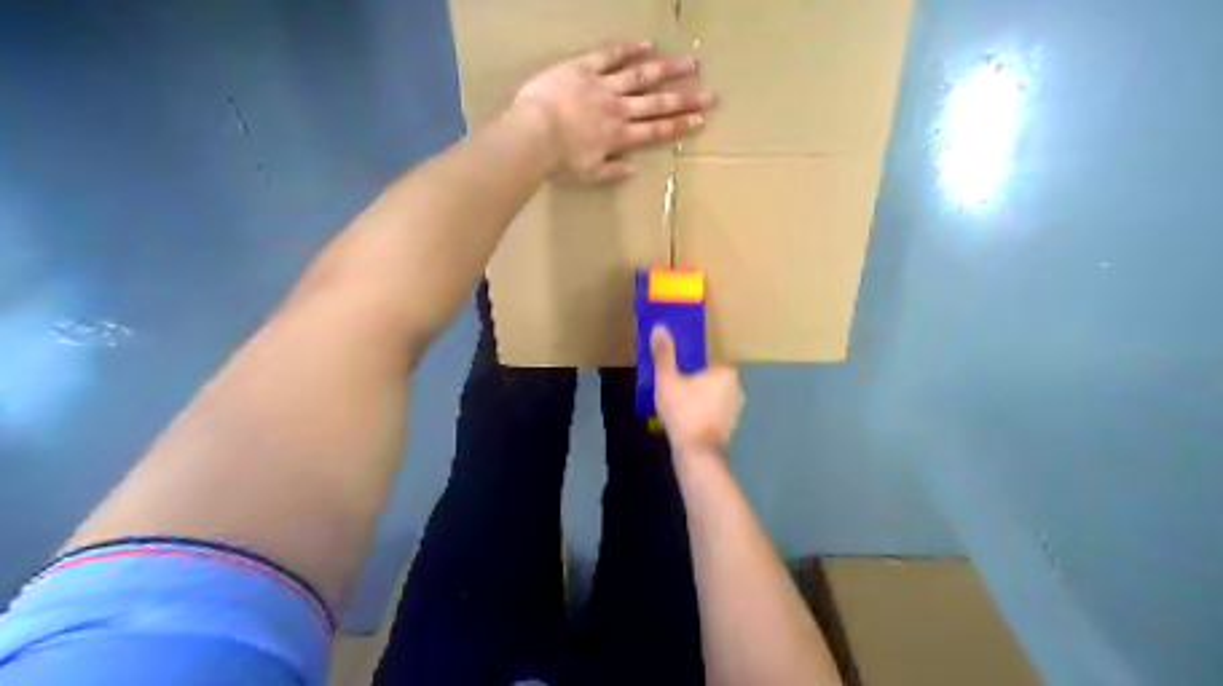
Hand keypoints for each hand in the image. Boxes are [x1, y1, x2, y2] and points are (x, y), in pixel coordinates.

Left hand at [510, 39, 718, 181]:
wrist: (533, 134)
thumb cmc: (558, 161)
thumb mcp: (588, 174)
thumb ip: (612, 171)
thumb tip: (634, 169)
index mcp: (619, 136)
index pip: (656, 131)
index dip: (680, 125)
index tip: (701, 119)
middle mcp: (618, 109)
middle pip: (657, 103)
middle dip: (685, 99)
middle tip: (710, 93)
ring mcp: (603, 86)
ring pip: (641, 76)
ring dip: (667, 70)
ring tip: (690, 63)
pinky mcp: (584, 67)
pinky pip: (610, 55)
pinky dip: (629, 50)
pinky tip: (648, 44)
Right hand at [648, 327, 745, 458]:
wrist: (697, 454)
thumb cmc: (684, 412)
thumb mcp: (667, 380)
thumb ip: (664, 355)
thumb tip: (659, 328)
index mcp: (726, 373)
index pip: (706, 362)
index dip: (688, 366)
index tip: (673, 374)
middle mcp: (736, 389)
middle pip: (708, 379)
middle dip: (692, 383)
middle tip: (671, 389)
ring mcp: (735, 410)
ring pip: (710, 398)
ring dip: (696, 400)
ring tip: (674, 406)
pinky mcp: (729, 427)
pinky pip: (711, 413)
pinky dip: (700, 415)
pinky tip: (684, 421)